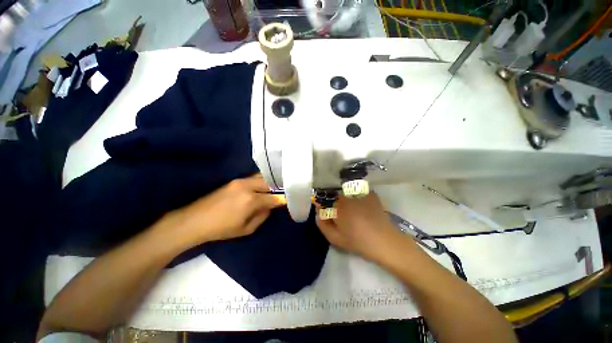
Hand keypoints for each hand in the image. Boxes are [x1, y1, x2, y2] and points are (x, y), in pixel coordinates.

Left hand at [167, 174, 284, 246]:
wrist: (195, 220)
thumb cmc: (222, 229)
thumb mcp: (247, 229)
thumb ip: (263, 216)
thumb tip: (271, 206)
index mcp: (251, 201)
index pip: (274, 197)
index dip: (284, 198)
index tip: (292, 199)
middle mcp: (248, 186)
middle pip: (271, 183)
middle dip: (280, 187)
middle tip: (286, 191)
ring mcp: (241, 181)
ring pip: (263, 177)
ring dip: (271, 182)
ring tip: (278, 186)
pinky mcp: (235, 180)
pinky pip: (254, 177)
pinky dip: (263, 180)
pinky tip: (265, 184)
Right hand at [316, 192, 408, 260]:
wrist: (384, 241)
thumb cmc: (357, 241)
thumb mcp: (335, 238)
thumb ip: (322, 224)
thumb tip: (318, 213)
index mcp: (338, 205)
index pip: (325, 200)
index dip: (325, 206)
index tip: (327, 213)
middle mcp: (348, 195)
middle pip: (336, 195)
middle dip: (336, 203)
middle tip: (341, 215)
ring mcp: (360, 193)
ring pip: (347, 192)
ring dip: (347, 198)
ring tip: (352, 211)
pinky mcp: (371, 194)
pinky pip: (359, 192)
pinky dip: (358, 196)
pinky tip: (362, 206)